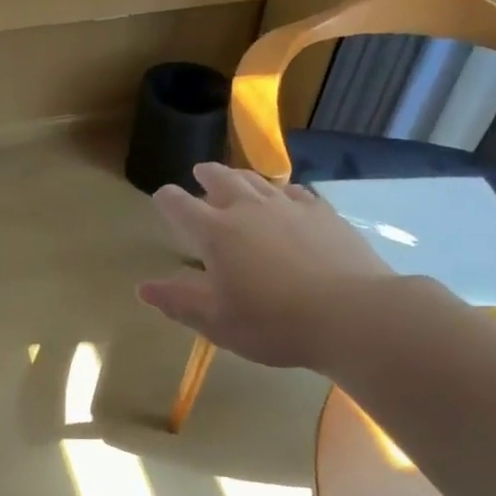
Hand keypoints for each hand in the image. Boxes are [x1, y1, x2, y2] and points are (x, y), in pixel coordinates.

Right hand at [139, 162, 396, 370]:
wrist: (352, 314)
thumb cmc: (274, 323)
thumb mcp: (217, 322)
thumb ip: (179, 302)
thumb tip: (143, 288)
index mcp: (215, 233)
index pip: (180, 206)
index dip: (167, 200)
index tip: (162, 197)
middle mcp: (248, 209)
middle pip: (221, 180)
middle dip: (206, 176)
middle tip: (199, 173)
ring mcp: (289, 207)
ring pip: (257, 181)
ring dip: (241, 177)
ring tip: (236, 178)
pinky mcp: (323, 213)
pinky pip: (295, 192)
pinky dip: (281, 191)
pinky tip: (286, 198)